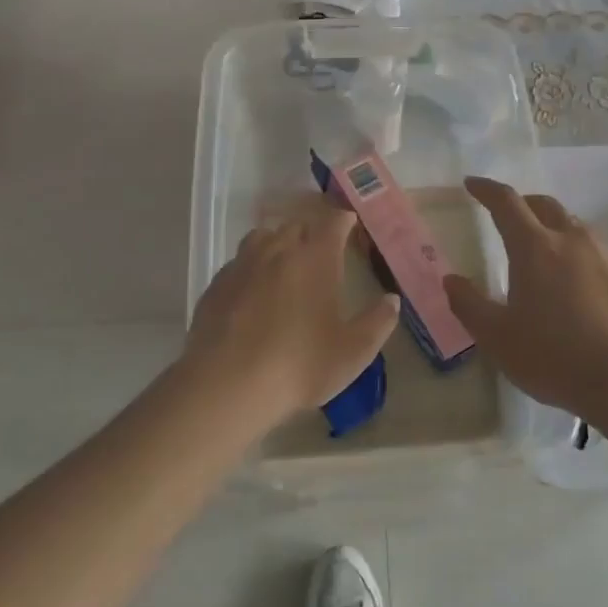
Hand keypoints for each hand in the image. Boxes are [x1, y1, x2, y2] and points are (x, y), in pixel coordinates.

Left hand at [185, 195, 399, 423]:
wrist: (226, 386)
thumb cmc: (299, 365)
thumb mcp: (353, 351)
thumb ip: (378, 322)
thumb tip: (392, 300)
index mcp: (315, 258)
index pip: (333, 221)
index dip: (344, 220)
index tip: (351, 226)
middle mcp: (278, 250)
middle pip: (297, 225)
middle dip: (312, 232)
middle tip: (322, 253)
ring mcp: (242, 265)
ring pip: (262, 237)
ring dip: (278, 244)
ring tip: (285, 265)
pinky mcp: (215, 285)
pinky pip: (238, 263)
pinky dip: (251, 268)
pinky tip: (253, 293)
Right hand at [445, 176, 607, 419]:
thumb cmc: (552, 355)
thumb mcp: (496, 337)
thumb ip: (469, 304)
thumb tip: (452, 279)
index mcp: (534, 246)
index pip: (506, 202)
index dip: (486, 190)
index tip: (471, 184)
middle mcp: (570, 239)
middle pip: (543, 204)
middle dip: (520, 202)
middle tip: (504, 214)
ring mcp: (601, 255)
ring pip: (570, 223)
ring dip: (549, 223)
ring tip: (538, 244)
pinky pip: (590, 247)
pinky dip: (571, 247)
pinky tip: (569, 276)